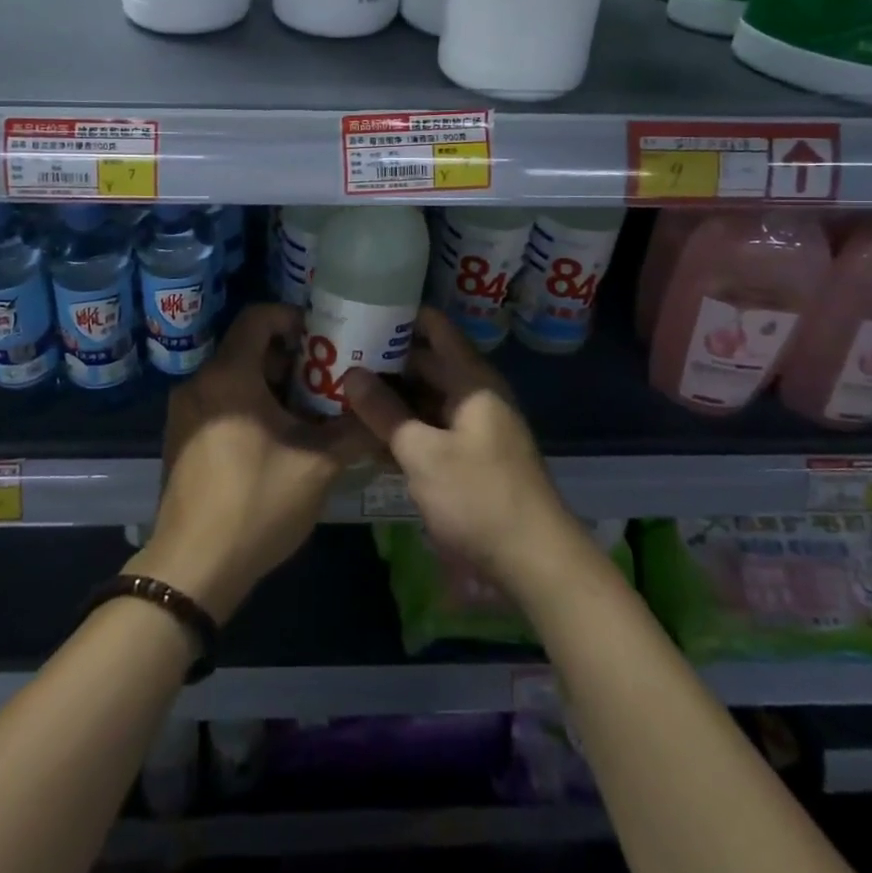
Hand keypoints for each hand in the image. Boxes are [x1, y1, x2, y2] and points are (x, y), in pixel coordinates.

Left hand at [131, 304, 370, 622]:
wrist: (192, 569)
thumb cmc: (256, 504)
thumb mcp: (317, 466)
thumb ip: (353, 431)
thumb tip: (380, 413)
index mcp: (229, 376)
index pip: (259, 316)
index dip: (294, 318)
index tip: (325, 339)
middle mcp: (200, 383)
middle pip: (248, 347)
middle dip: (291, 359)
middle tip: (328, 379)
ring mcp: (184, 412)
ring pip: (235, 377)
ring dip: (272, 385)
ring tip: (310, 412)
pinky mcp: (181, 438)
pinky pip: (221, 402)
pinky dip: (250, 405)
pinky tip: (278, 439)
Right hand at [344, 308, 575, 591]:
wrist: (534, 562)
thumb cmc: (479, 497)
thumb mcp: (422, 453)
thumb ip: (384, 411)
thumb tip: (351, 374)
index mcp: (472, 380)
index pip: (435, 328)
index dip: (401, 316)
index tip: (361, 310)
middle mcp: (474, 395)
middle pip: (426, 364)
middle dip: (385, 360)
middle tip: (337, 356)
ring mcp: (472, 428)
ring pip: (424, 400)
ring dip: (390, 398)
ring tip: (342, 392)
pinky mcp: (468, 458)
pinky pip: (430, 430)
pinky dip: (403, 429)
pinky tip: (366, 436)